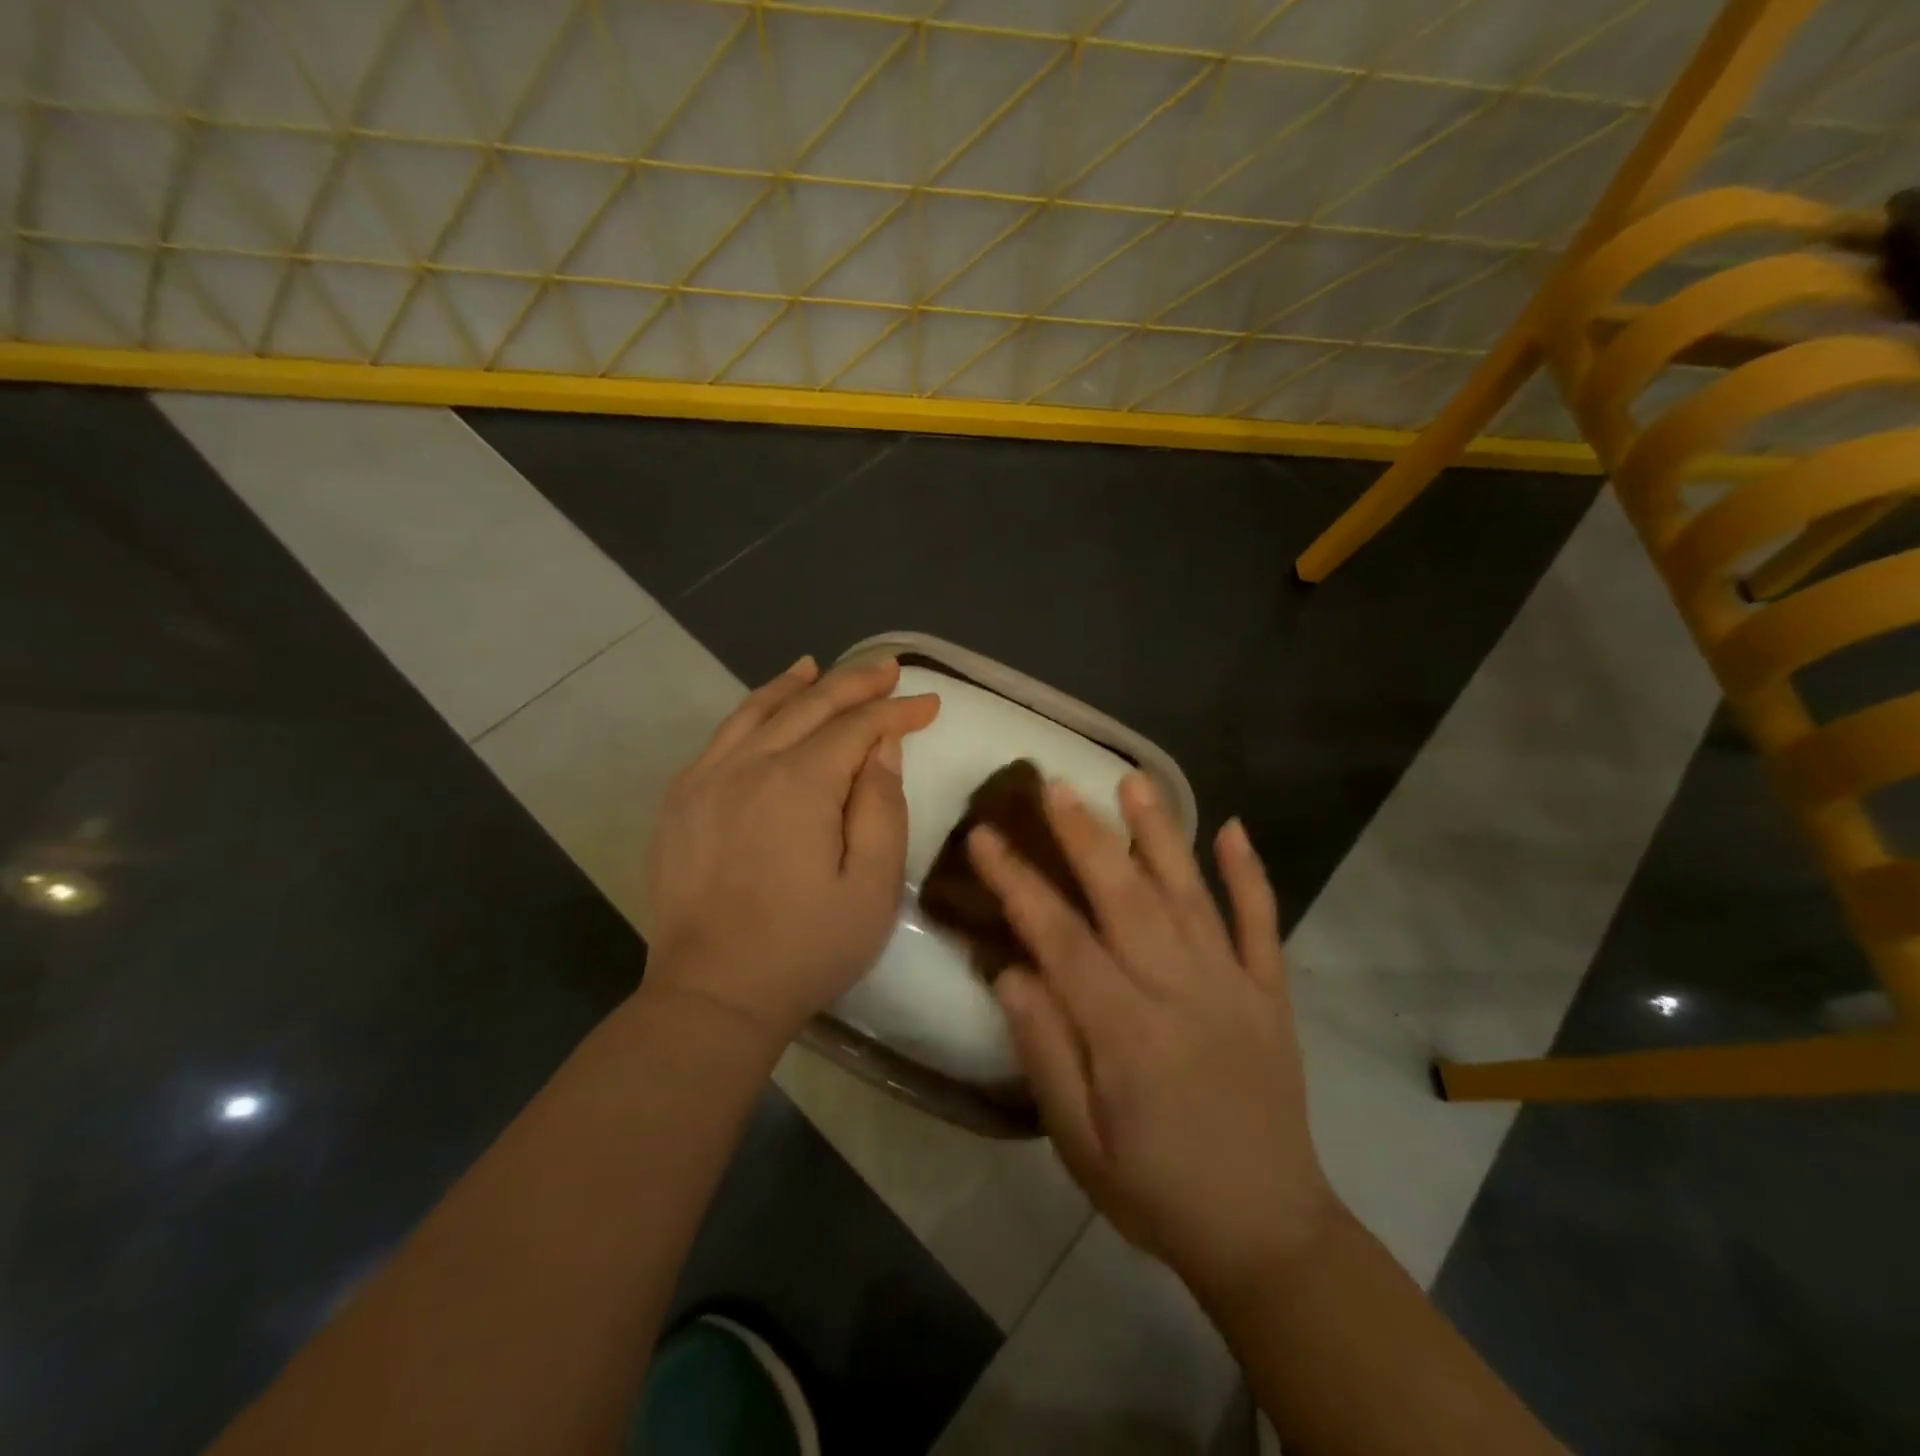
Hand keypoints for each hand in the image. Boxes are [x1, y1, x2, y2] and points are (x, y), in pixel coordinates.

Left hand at [644, 655, 939, 1047]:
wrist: (711, 994)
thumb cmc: (806, 947)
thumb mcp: (871, 887)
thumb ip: (882, 807)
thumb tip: (882, 747)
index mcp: (800, 784)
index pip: (857, 727)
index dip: (896, 711)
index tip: (930, 704)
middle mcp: (749, 765)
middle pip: (809, 706)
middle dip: (855, 684)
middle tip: (888, 670)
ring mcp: (706, 778)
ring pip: (758, 711)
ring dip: (797, 686)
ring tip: (823, 668)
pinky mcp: (681, 800)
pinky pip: (722, 736)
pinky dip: (751, 710)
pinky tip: (765, 708)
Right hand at [968, 774, 1338, 1295]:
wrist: (1267, 1232)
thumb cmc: (1155, 1189)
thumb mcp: (1079, 1140)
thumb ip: (1044, 1050)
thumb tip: (1011, 970)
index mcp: (1126, 1031)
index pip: (1060, 937)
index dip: (1018, 882)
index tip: (985, 837)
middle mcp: (1181, 990)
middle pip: (1124, 895)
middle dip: (1083, 835)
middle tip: (1053, 783)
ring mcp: (1233, 985)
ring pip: (1190, 893)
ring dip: (1160, 832)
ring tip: (1133, 782)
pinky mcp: (1271, 994)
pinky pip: (1263, 924)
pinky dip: (1251, 874)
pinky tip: (1236, 829)